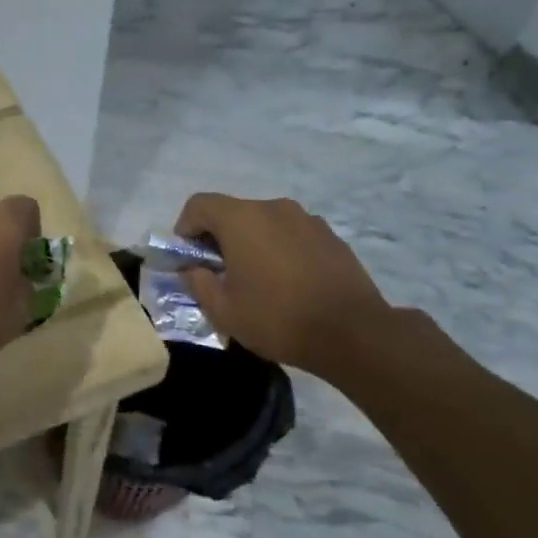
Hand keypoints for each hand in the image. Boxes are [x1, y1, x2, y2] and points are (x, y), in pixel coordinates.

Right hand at [174, 193, 393, 375]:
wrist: (352, 332)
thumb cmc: (277, 318)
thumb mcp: (223, 310)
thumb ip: (198, 282)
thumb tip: (193, 269)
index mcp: (242, 219)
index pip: (199, 204)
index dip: (185, 228)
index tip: (188, 258)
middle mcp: (274, 207)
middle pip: (233, 212)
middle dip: (218, 238)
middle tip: (219, 274)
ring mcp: (307, 219)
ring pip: (265, 223)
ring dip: (252, 243)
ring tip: (257, 280)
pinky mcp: (330, 236)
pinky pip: (292, 235)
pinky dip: (280, 249)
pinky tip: (288, 283)